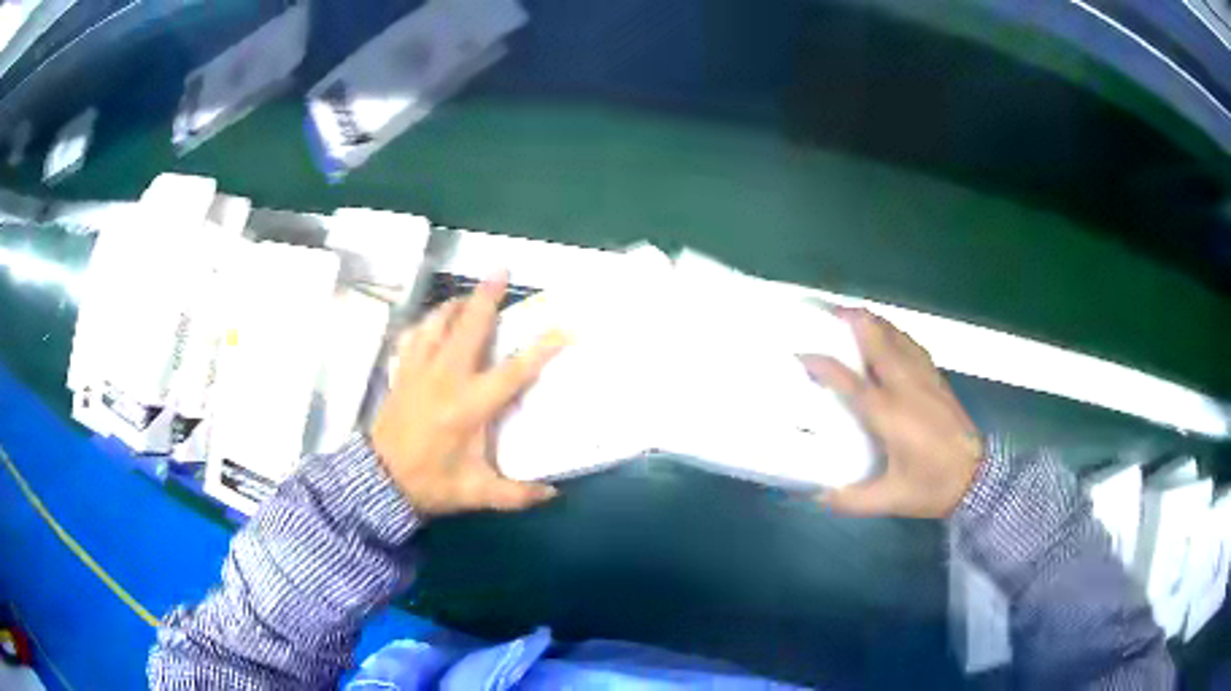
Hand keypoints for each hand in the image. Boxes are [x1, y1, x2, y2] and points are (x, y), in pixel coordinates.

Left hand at [372, 274, 566, 515]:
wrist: (379, 481)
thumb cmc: (432, 483)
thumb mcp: (478, 493)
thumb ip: (517, 494)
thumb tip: (553, 494)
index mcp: (470, 406)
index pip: (514, 371)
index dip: (542, 348)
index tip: (564, 328)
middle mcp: (446, 378)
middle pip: (470, 327)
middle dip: (487, 297)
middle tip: (501, 270)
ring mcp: (420, 370)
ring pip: (438, 323)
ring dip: (455, 305)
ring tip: (469, 296)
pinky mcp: (402, 372)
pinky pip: (414, 336)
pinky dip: (427, 324)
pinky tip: (434, 323)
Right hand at [801, 308, 982, 518]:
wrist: (976, 478)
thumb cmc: (931, 486)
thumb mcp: (889, 500)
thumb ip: (850, 500)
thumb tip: (816, 496)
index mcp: (888, 414)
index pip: (849, 381)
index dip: (822, 364)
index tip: (800, 354)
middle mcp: (904, 386)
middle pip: (876, 339)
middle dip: (851, 320)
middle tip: (827, 312)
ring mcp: (924, 378)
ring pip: (896, 335)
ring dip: (873, 321)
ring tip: (852, 315)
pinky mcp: (937, 378)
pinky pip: (911, 344)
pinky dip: (894, 332)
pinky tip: (888, 334)